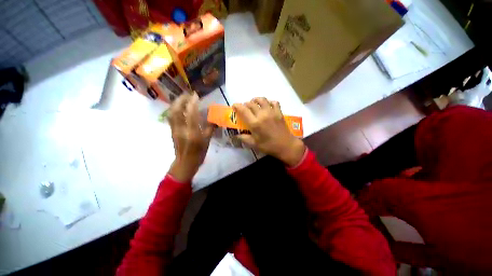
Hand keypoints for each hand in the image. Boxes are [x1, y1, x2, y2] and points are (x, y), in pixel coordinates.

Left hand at [168, 93, 214, 181]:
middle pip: (177, 110)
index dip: (192, 102)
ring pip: (171, 112)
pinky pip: (171, 116)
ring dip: (176, 103)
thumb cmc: (199, 153)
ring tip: (183, 98)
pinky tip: (179, 107)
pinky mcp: (171, 130)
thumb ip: (210, 128)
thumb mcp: (207, 141)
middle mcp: (181, 129)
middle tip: (188, 94)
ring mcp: (174, 130)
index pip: (191, 113)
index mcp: (193, 133)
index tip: (196, 95)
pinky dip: (174, 109)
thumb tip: (214, 118)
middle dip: (181, 99)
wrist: (185, 163)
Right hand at [233, 98, 305, 165]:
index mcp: (255, 123)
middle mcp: (262, 115)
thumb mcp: (254, 144)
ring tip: (254, 103)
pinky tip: (267, 106)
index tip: (234, 106)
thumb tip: (235, 135)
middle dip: (246, 104)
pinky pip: (274, 102)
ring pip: (262, 100)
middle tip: (244, 108)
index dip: (237, 106)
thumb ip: (243, 138)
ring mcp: (272, 112)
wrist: (285, 146)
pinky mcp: (279, 112)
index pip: (243, 110)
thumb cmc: (268, 146)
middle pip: (251, 103)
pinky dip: (269, 102)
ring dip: (256, 100)